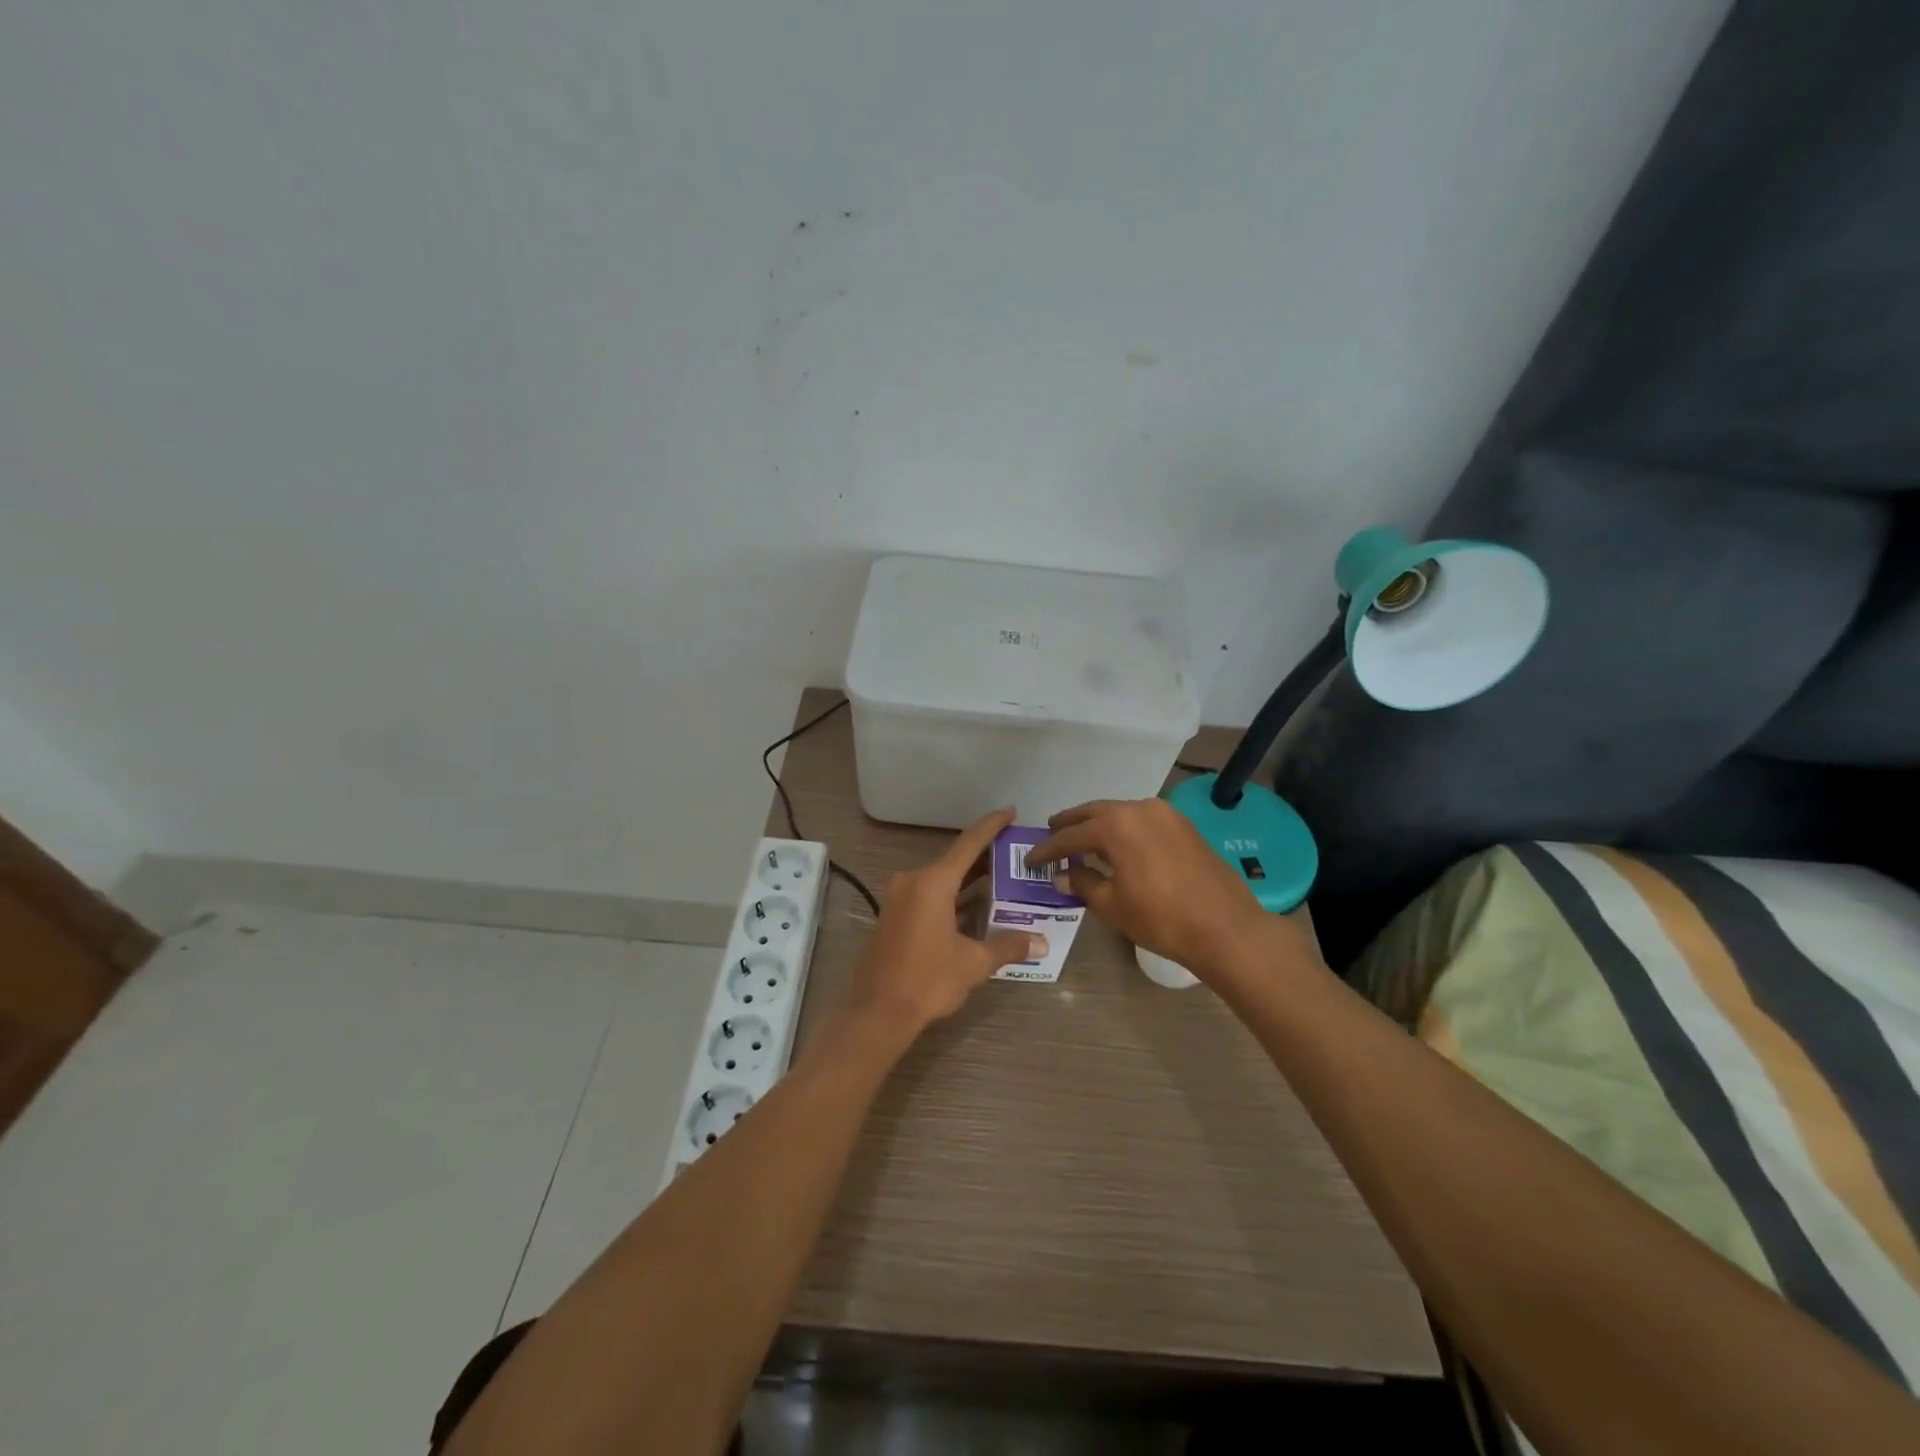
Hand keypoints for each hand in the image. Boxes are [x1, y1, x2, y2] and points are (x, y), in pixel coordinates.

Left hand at [843, 808, 1046, 1039]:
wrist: (876, 1013)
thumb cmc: (927, 980)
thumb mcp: (974, 963)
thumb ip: (1008, 946)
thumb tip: (1041, 942)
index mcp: (933, 882)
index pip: (969, 843)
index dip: (991, 826)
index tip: (1010, 812)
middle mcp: (913, 881)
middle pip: (954, 860)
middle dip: (985, 858)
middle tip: (1015, 854)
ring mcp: (899, 898)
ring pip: (941, 879)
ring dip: (969, 880)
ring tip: (1002, 880)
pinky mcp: (893, 915)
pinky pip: (928, 895)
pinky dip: (952, 896)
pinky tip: (973, 908)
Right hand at [1027, 798, 1324, 983]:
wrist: (1225, 927)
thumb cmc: (1160, 918)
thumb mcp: (1112, 905)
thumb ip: (1084, 883)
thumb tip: (1064, 875)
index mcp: (1116, 824)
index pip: (1071, 834)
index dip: (1048, 848)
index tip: (1031, 858)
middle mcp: (1139, 809)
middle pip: (1095, 812)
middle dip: (1071, 824)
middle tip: (1052, 831)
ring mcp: (1166, 814)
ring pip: (1121, 813)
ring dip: (1099, 824)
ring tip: (1082, 838)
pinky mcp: (1184, 826)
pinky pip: (1142, 820)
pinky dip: (1123, 829)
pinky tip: (1117, 845)